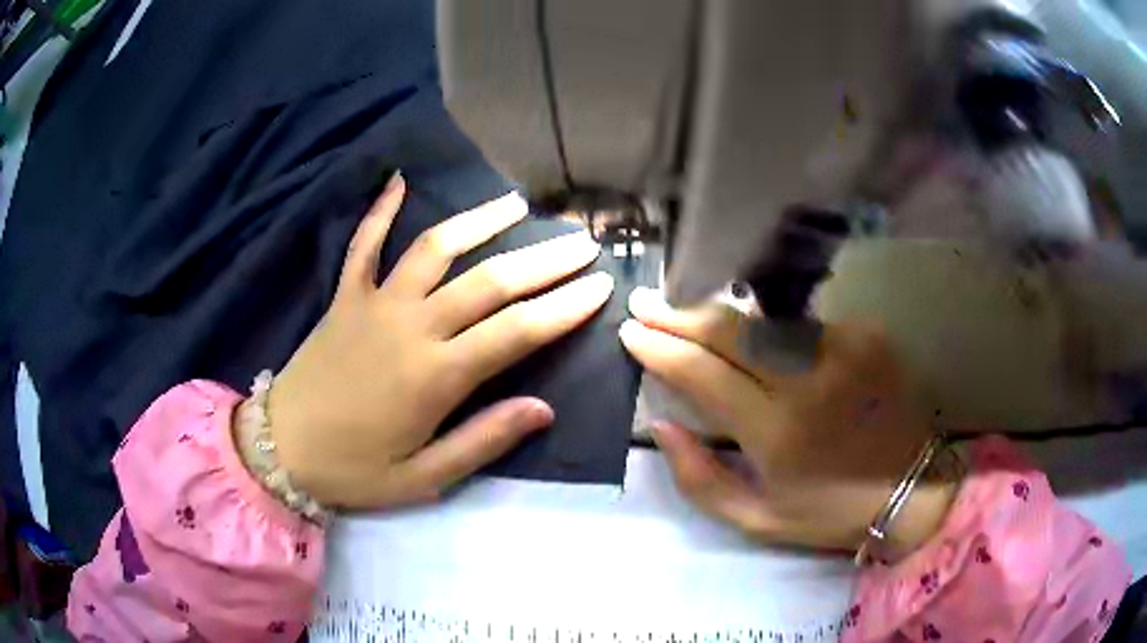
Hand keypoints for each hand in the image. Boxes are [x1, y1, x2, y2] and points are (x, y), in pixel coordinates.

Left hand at [265, 174, 613, 509]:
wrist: (282, 449)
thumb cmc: (354, 469)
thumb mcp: (423, 478)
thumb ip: (483, 441)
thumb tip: (543, 409)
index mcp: (435, 376)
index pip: (517, 330)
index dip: (564, 306)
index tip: (602, 285)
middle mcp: (411, 326)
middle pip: (489, 282)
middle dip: (544, 259)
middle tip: (583, 240)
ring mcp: (374, 303)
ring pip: (435, 249)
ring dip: (479, 221)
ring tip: (516, 203)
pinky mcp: (345, 296)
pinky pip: (363, 244)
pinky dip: (380, 210)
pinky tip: (398, 180)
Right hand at [620, 288, 955, 553]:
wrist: (914, 488)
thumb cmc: (831, 512)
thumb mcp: (756, 519)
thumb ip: (700, 478)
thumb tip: (662, 423)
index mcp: (778, 431)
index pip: (703, 373)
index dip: (661, 348)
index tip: (630, 332)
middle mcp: (809, 378)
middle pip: (729, 330)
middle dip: (679, 314)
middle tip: (645, 303)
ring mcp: (843, 347)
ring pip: (764, 318)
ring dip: (720, 315)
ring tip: (689, 312)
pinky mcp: (866, 334)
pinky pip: (802, 323)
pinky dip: (771, 327)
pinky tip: (756, 334)